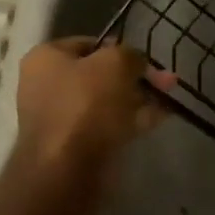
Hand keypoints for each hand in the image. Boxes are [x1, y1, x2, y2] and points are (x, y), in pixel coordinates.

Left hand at [13, 37, 178, 178]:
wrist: (66, 171)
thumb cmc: (85, 103)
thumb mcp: (116, 62)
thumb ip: (131, 54)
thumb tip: (136, 62)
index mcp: (46, 58)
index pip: (88, 43)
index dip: (119, 47)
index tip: (143, 57)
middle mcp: (47, 86)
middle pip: (99, 74)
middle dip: (134, 76)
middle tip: (164, 79)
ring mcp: (60, 119)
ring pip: (107, 101)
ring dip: (137, 98)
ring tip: (169, 96)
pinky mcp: (75, 147)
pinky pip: (108, 125)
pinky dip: (133, 120)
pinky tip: (161, 117)